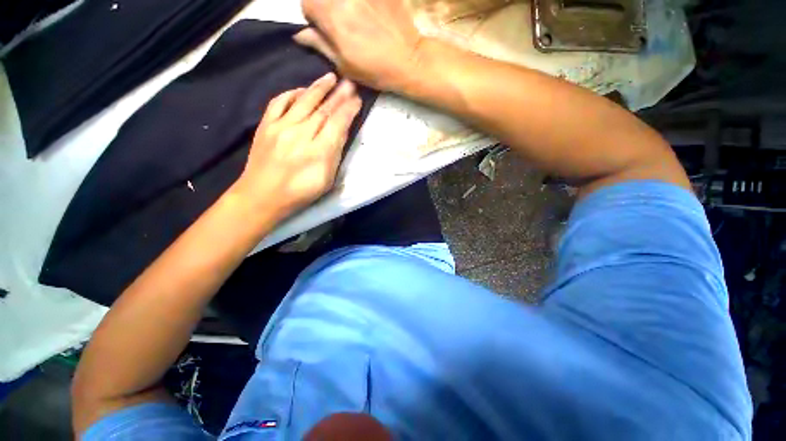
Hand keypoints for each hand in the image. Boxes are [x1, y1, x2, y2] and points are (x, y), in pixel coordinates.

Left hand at [233, 73, 361, 218]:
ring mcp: (280, 127)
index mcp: (318, 152)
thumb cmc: (299, 193)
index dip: (348, 110)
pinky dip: (291, 93)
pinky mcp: (265, 126)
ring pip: (303, 102)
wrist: (262, 195)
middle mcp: (300, 135)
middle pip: (323, 110)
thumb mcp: (326, 180)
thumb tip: (341, 133)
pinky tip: (301, 90)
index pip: (337, 124)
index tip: (357, 99)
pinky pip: (279, 102)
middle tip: (349, 83)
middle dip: (338, 95)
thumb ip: (334, 155)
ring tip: (330, 77)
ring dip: (318, 88)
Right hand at [295, 0, 422, 90]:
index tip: (325, 30)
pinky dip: (362, 4)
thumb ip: (320, 45)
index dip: (314, 18)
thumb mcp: (344, 65)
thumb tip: (300, 34)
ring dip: (344, 6)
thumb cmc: (376, 69)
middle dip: (328, 9)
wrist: (409, 59)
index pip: (307, 4)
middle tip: (343, 27)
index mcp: (333, 16)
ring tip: (360, 22)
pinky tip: (371, 15)